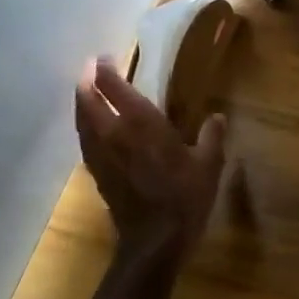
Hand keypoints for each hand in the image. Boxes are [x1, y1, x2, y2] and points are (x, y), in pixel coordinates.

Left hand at [75, 57, 224, 258]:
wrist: (154, 241)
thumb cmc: (184, 197)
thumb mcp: (209, 164)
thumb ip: (212, 136)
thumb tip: (217, 116)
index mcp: (142, 124)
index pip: (115, 88)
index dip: (106, 70)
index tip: (104, 58)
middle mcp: (114, 134)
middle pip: (88, 101)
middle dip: (86, 82)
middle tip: (89, 69)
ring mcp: (101, 155)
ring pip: (81, 121)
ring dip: (81, 103)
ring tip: (85, 93)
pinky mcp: (97, 173)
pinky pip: (85, 141)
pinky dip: (84, 127)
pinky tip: (91, 129)